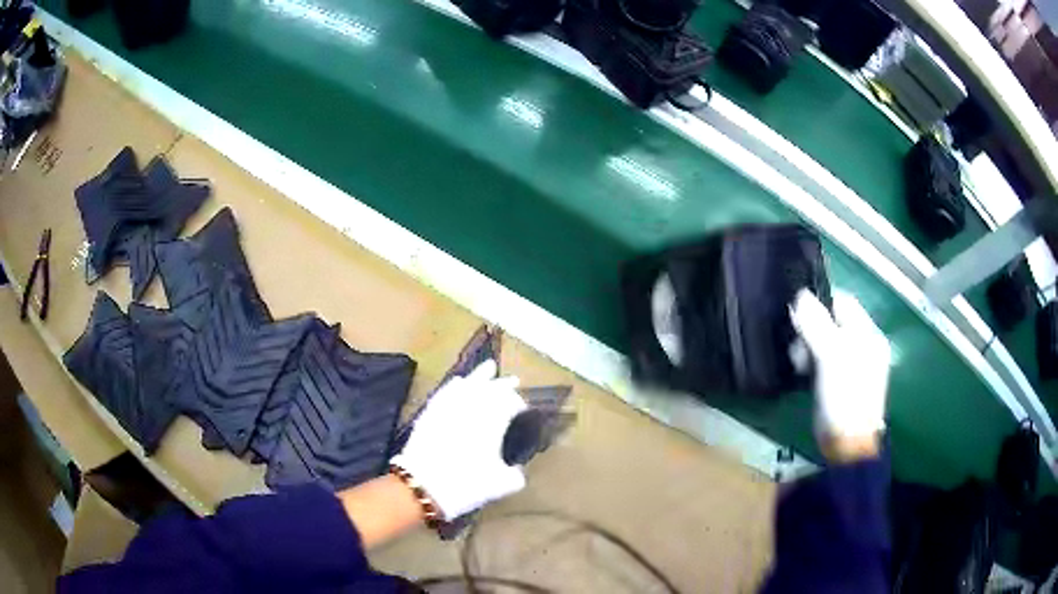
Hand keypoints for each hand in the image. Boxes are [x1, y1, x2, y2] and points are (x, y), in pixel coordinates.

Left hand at [390, 360, 526, 519]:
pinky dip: (455, 385)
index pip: (511, 403)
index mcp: (493, 420)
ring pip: (467, 383)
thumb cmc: (467, 484)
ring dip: (480, 376)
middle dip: (504, 384)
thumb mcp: (501, 484)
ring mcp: (448, 406)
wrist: (424, 485)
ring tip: (489, 368)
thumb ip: (515, 474)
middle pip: (491, 387)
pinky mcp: (430, 412)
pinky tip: (457, 382)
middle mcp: (472, 406)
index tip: (524, 408)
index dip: (519, 403)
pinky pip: (445, 391)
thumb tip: (518, 469)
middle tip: (513, 381)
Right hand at [790, 289, 890, 459]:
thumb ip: (816, 324)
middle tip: (799, 351)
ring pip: (826, 341)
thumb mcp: (831, 357)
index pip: (843, 303)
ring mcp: (854, 364)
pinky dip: (813, 362)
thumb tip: (800, 295)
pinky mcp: (842, 381)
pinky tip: (805, 373)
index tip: (799, 320)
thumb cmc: (844, 399)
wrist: (847, 446)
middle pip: (833, 322)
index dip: (820, 305)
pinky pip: (825, 360)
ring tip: (800, 366)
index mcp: (869, 335)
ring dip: (809, 348)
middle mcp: (864, 345)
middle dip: (812, 331)